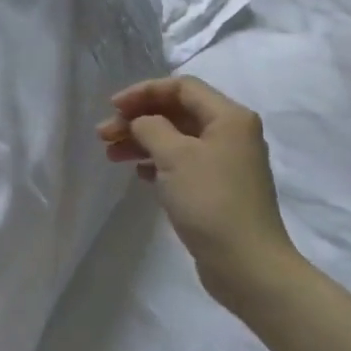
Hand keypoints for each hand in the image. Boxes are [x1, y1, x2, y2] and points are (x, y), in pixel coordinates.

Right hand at [98, 76, 299, 310]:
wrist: (246, 263)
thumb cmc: (210, 201)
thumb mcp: (174, 155)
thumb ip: (151, 127)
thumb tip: (142, 123)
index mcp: (229, 117)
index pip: (181, 87)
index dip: (144, 92)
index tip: (112, 107)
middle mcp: (231, 134)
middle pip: (177, 112)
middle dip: (138, 119)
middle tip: (103, 135)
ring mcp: (225, 163)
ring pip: (176, 139)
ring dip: (142, 141)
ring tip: (111, 155)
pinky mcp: (217, 188)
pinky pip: (181, 163)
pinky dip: (157, 162)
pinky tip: (137, 172)